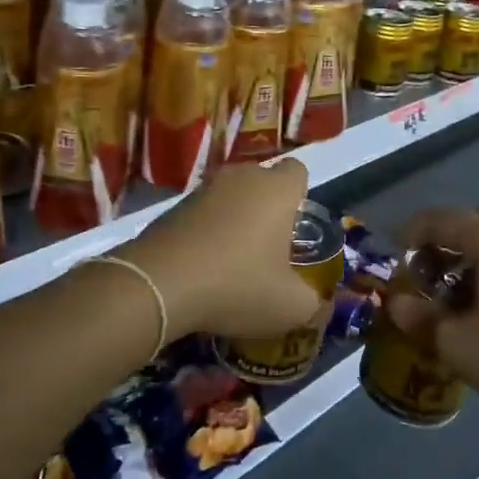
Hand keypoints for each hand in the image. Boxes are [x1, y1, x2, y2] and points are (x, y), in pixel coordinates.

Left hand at [118, 159, 320, 339]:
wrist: (158, 285)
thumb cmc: (237, 285)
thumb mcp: (290, 307)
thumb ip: (314, 303)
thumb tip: (320, 305)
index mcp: (276, 190)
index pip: (298, 171)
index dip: (300, 195)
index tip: (295, 227)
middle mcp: (241, 177)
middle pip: (262, 182)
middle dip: (267, 209)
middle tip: (269, 249)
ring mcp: (203, 189)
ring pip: (230, 197)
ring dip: (234, 220)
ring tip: (233, 261)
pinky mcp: (172, 207)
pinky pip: (202, 214)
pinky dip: (206, 232)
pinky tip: (202, 268)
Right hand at [386, 207, 478, 401]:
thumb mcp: (459, 344)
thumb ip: (421, 321)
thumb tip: (395, 305)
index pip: (435, 220)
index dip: (409, 235)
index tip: (395, 259)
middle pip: (468, 223)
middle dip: (443, 246)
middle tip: (429, 276)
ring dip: (472, 257)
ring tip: (462, 293)